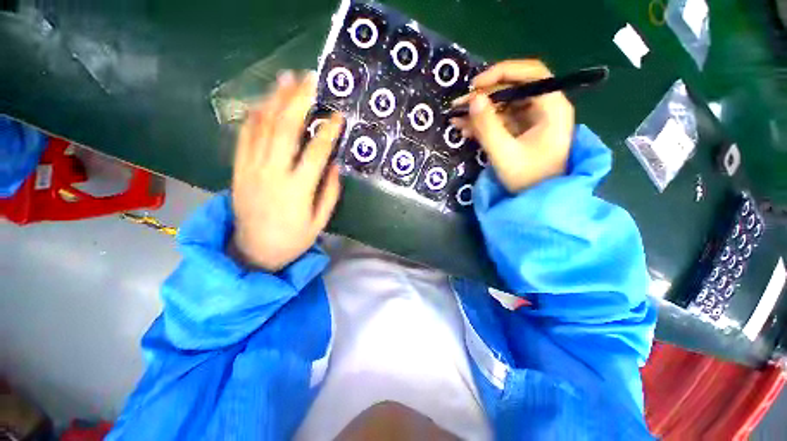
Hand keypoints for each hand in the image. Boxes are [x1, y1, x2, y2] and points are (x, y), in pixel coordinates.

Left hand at [230, 71, 343, 270]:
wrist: (254, 251)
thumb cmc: (293, 239)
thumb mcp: (320, 222)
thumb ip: (329, 192)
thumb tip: (335, 164)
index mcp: (297, 190)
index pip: (316, 152)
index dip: (328, 131)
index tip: (338, 116)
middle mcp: (272, 174)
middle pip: (284, 128)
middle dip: (298, 100)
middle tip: (309, 80)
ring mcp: (251, 169)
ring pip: (262, 126)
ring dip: (275, 99)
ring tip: (286, 79)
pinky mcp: (237, 169)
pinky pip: (244, 136)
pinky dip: (253, 116)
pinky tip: (263, 101)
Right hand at [451, 60, 574, 192]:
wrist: (536, 201)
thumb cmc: (527, 179)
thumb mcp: (504, 153)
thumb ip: (487, 126)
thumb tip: (472, 99)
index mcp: (552, 107)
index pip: (531, 74)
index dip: (501, 73)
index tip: (475, 86)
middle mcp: (545, 108)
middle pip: (514, 89)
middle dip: (484, 96)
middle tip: (459, 105)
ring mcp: (533, 120)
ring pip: (504, 106)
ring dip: (480, 112)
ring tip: (456, 120)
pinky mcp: (522, 131)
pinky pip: (501, 121)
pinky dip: (483, 124)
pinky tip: (466, 130)